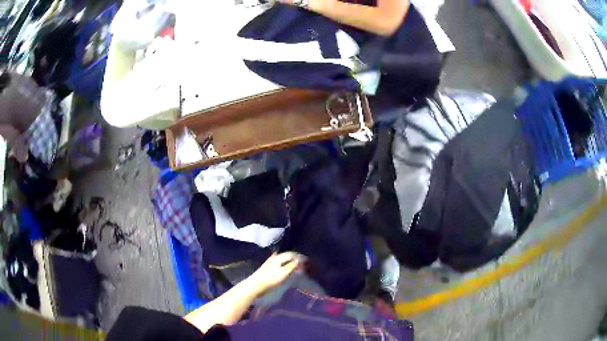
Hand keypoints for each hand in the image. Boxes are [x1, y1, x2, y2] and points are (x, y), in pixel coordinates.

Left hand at [247, 252, 303, 295]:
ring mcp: (270, 262)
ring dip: (289, 260)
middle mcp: (274, 257)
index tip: (306, 261)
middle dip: (295, 258)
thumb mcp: (282, 274)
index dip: (299, 257)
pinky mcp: (267, 267)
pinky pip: (279, 262)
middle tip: (302, 263)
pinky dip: (284, 263)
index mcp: (278, 257)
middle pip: (286, 255)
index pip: (291, 254)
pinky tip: (285, 266)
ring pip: (282, 258)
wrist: (255, 285)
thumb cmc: (270, 280)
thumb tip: (298, 261)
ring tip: (296, 265)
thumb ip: (291, 267)